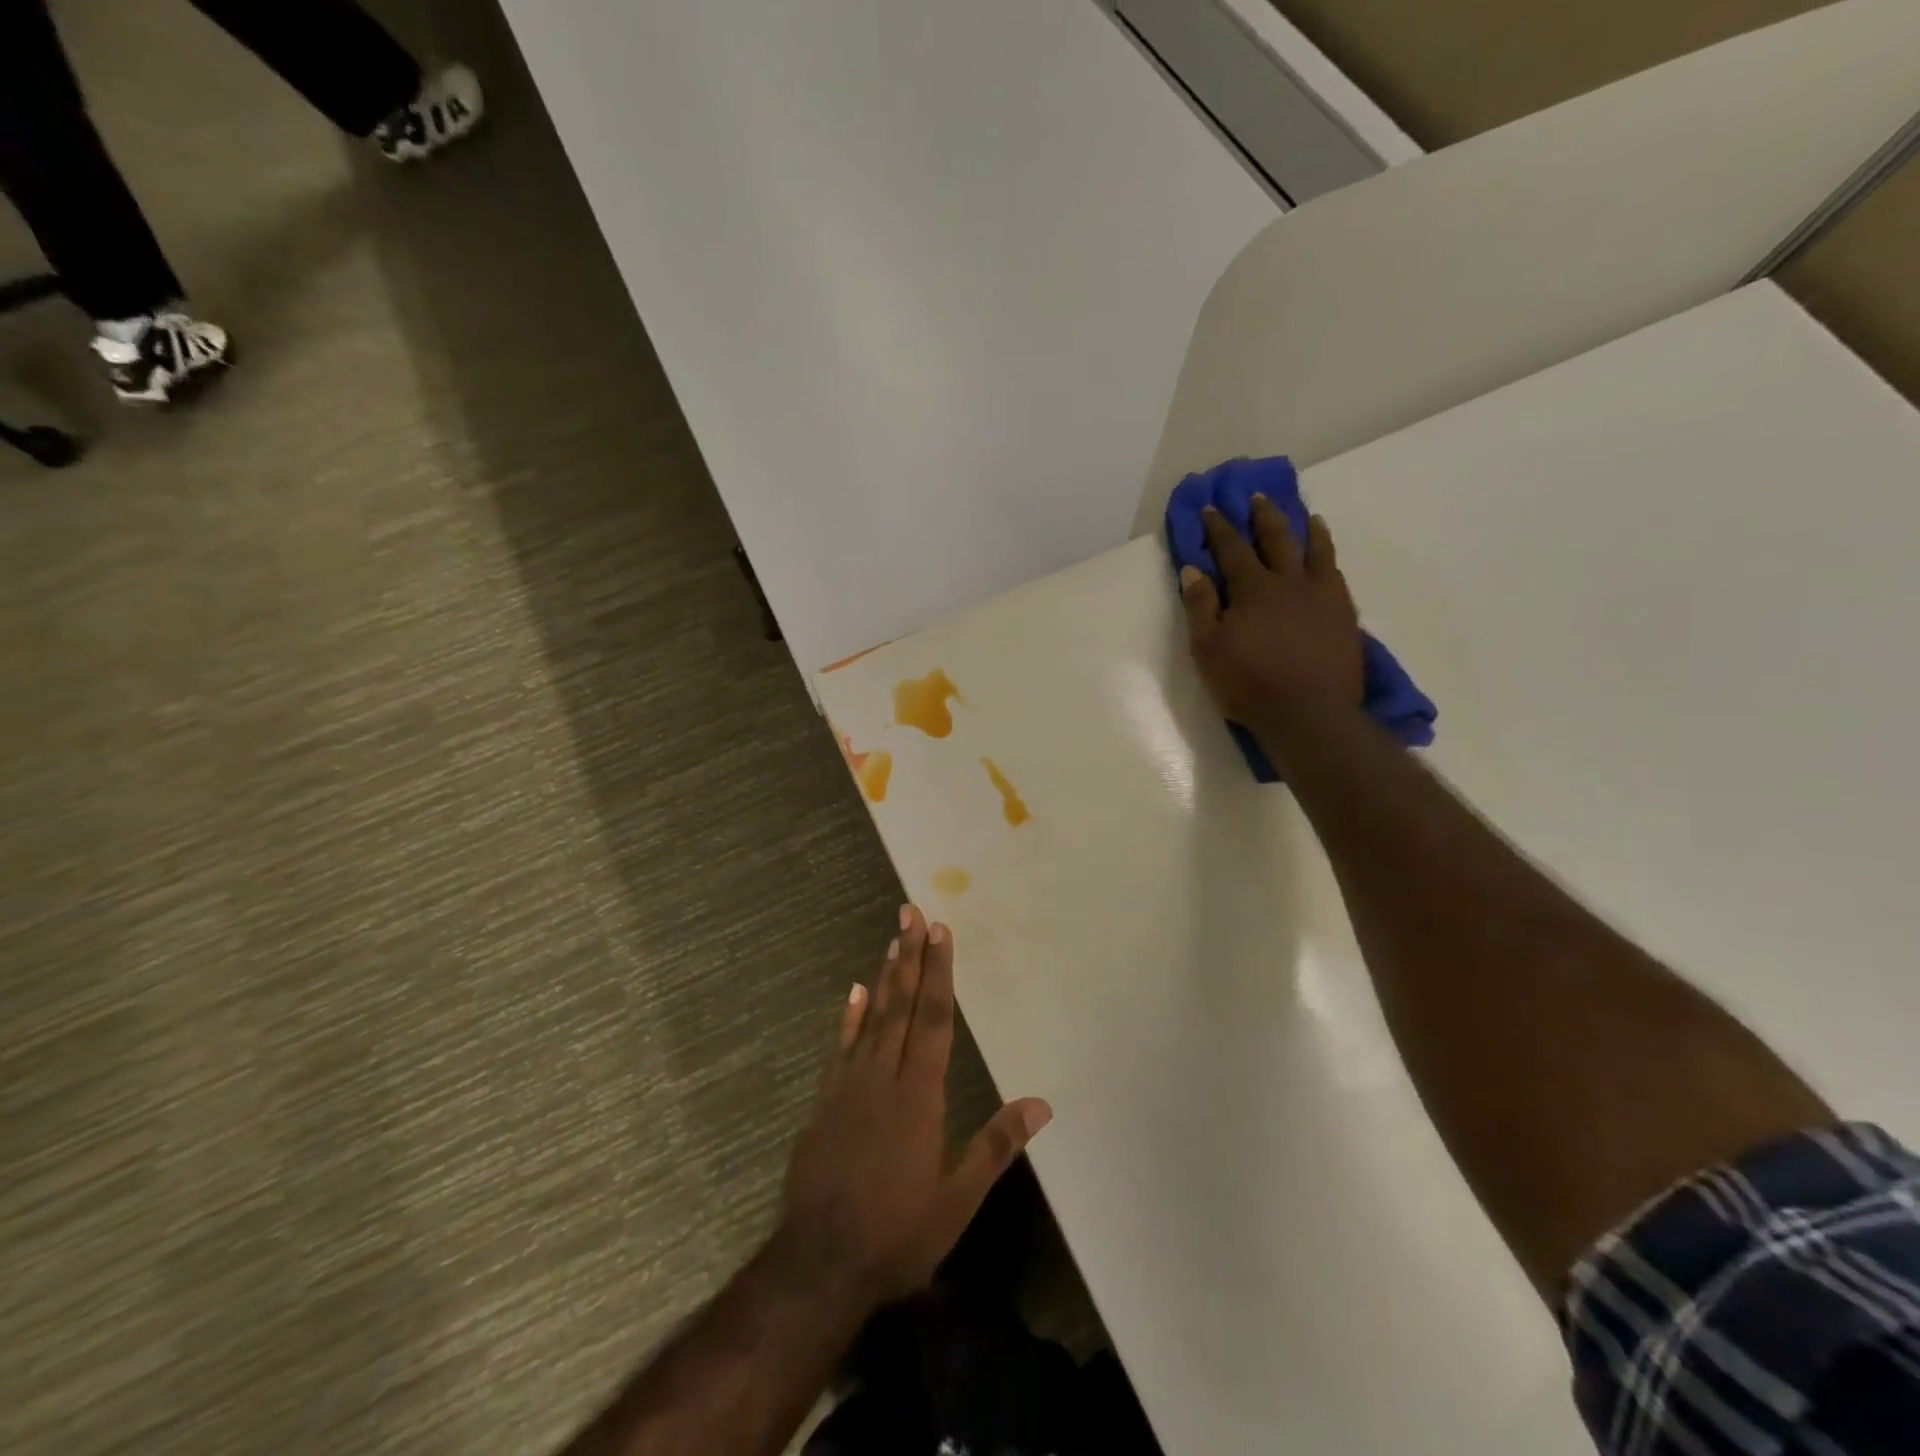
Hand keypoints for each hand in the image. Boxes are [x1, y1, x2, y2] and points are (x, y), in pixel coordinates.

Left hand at [778, 906, 1051, 1306]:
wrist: (819, 1265)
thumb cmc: (897, 1233)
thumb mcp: (957, 1199)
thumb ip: (996, 1146)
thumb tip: (1042, 1104)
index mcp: (920, 1095)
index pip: (935, 1019)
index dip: (939, 973)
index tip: (940, 932)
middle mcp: (884, 1077)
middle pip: (901, 1006)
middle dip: (910, 958)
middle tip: (911, 914)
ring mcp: (849, 1086)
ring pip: (872, 1019)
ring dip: (885, 978)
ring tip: (892, 940)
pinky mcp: (825, 1102)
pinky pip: (840, 1047)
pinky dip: (848, 1017)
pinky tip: (854, 992)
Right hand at [1181, 497, 1363, 730]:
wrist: (1308, 713)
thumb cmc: (1248, 684)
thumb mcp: (1207, 650)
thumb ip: (1200, 607)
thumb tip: (1193, 569)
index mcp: (1252, 589)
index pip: (1232, 549)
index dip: (1219, 527)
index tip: (1211, 508)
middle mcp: (1289, 582)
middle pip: (1277, 539)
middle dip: (1264, 517)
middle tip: (1258, 498)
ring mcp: (1321, 596)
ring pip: (1315, 551)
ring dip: (1307, 530)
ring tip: (1307, 516)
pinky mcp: (1344, 614)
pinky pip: (1336, 575)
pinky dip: (1329, 558)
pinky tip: (1327, 559)